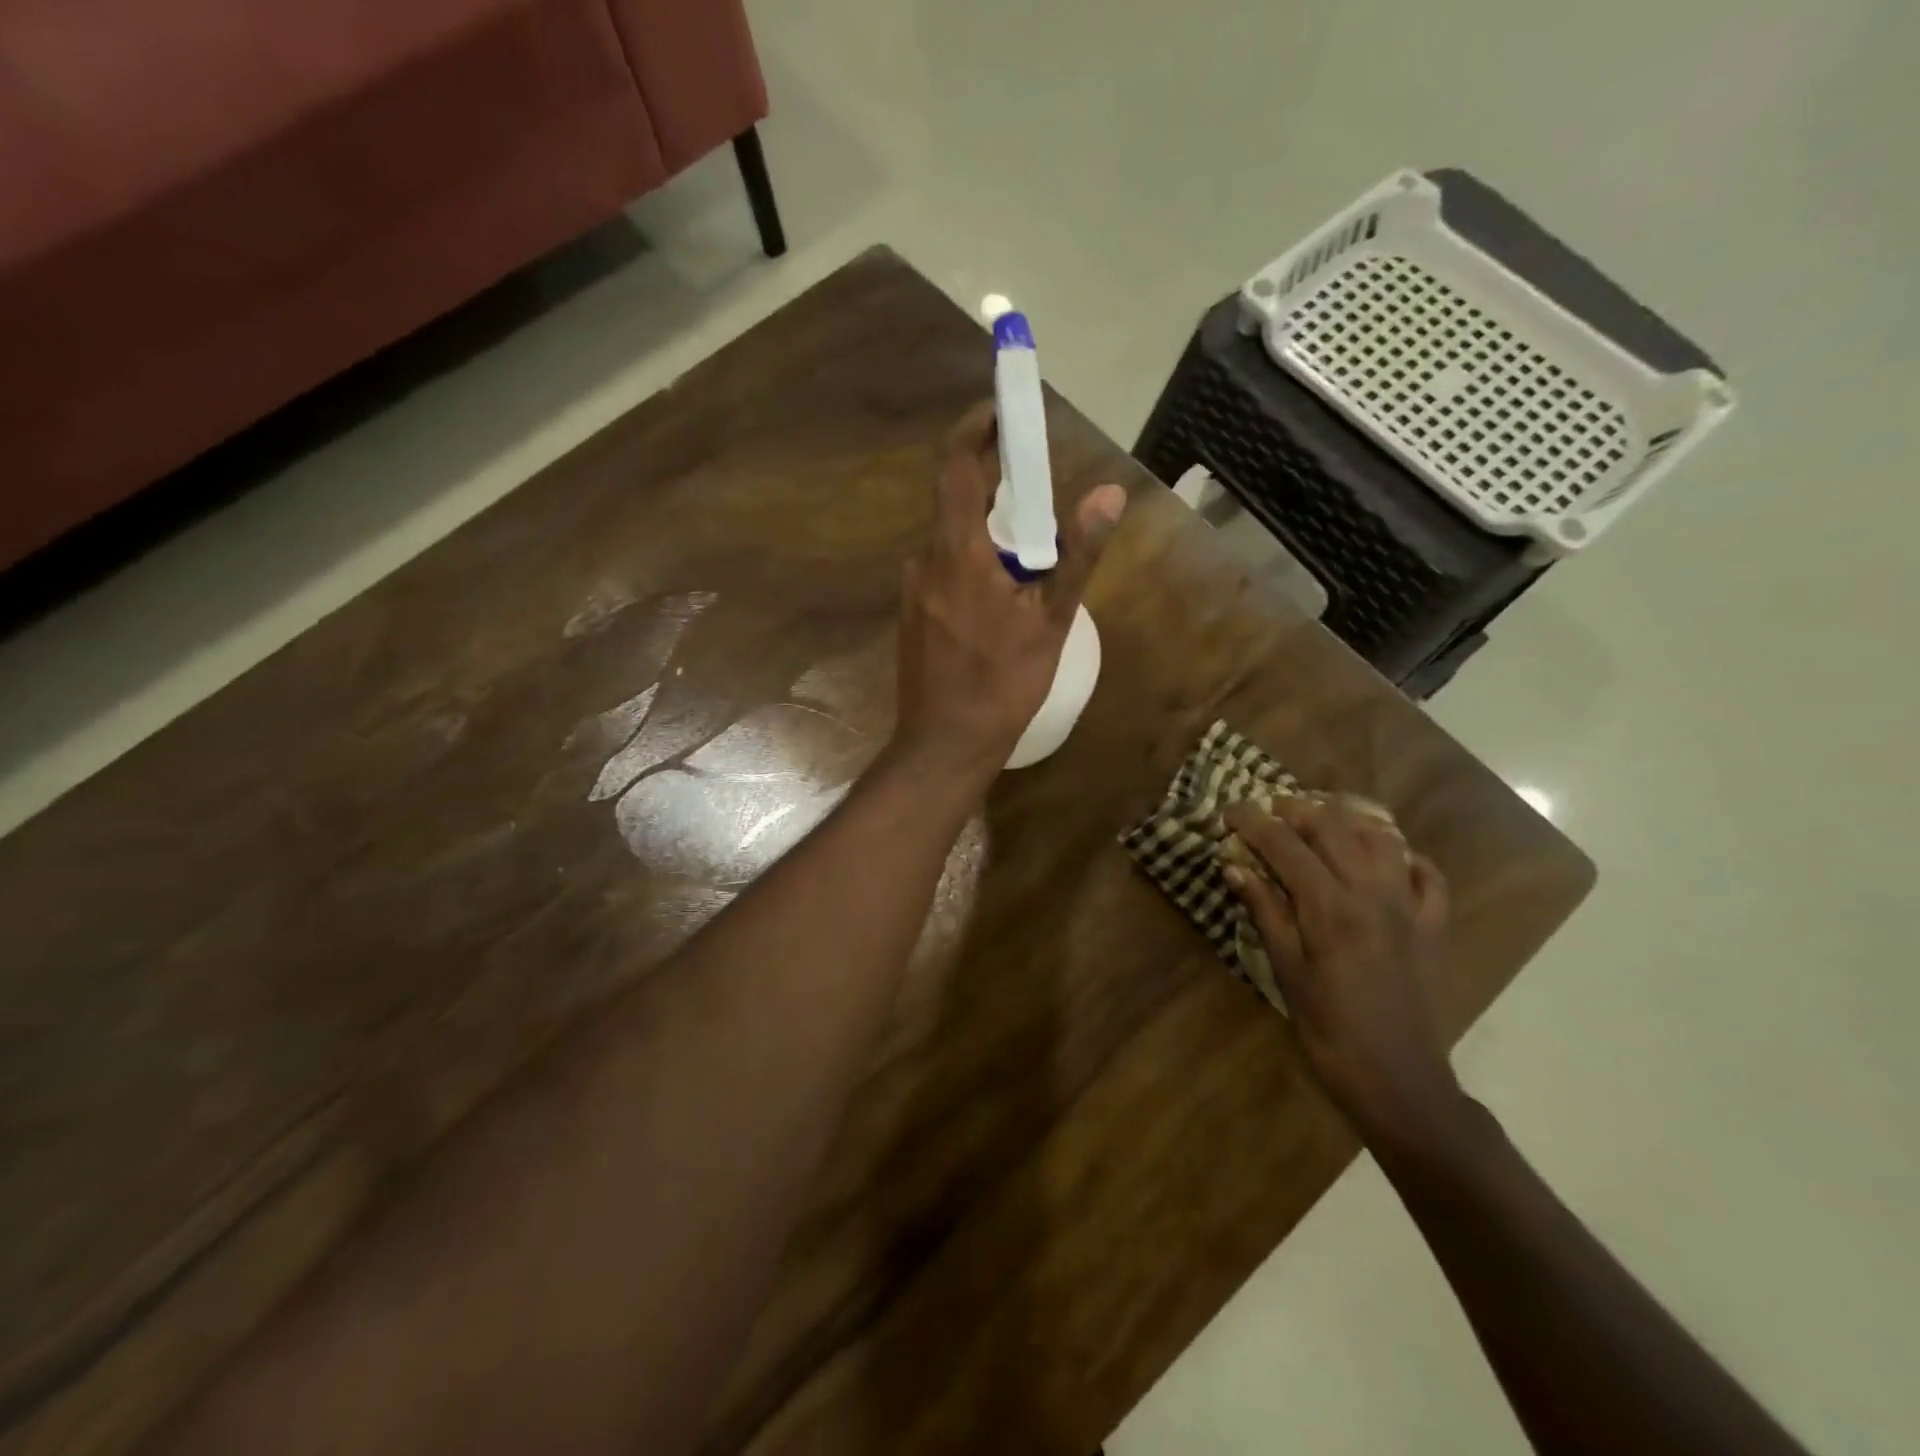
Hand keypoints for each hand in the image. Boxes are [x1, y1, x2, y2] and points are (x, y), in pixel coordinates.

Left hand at [892, 403, 1125, 784]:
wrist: (943, 746)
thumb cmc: (1001, 686)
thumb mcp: (1050, 622)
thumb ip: (1077, 555)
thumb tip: (1108, 493)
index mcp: (956, 552)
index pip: (956, 466)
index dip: (975, 427)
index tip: (1001, 408)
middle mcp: (924, 560)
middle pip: (959, 504)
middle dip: (999, 493)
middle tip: (1042, 502)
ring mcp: (912, 590)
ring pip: (954, 543)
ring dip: (990, 539)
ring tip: (1032, 569)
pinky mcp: (911, 615)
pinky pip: (945, 572)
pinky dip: (974, 568)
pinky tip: (1001, 605)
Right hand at [1221, 797, 1465, 1150]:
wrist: (1398, 1081)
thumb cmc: (1328, 1030)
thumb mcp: (1285, 971)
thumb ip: (1264, 912)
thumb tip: (1234, 867)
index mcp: (1330, 907)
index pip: (1285, 845)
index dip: (1253, 822)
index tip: (1230, 810)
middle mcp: (1373, 894)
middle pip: (1334, 827)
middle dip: (1297, 809)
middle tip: (1269, 811)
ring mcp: (1410, 907)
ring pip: (1382, 839)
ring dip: (1348, 820)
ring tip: (1320, 819)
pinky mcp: (1434, 927)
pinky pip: (1427, 875)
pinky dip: (1405, 856)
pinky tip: (1386, 858)